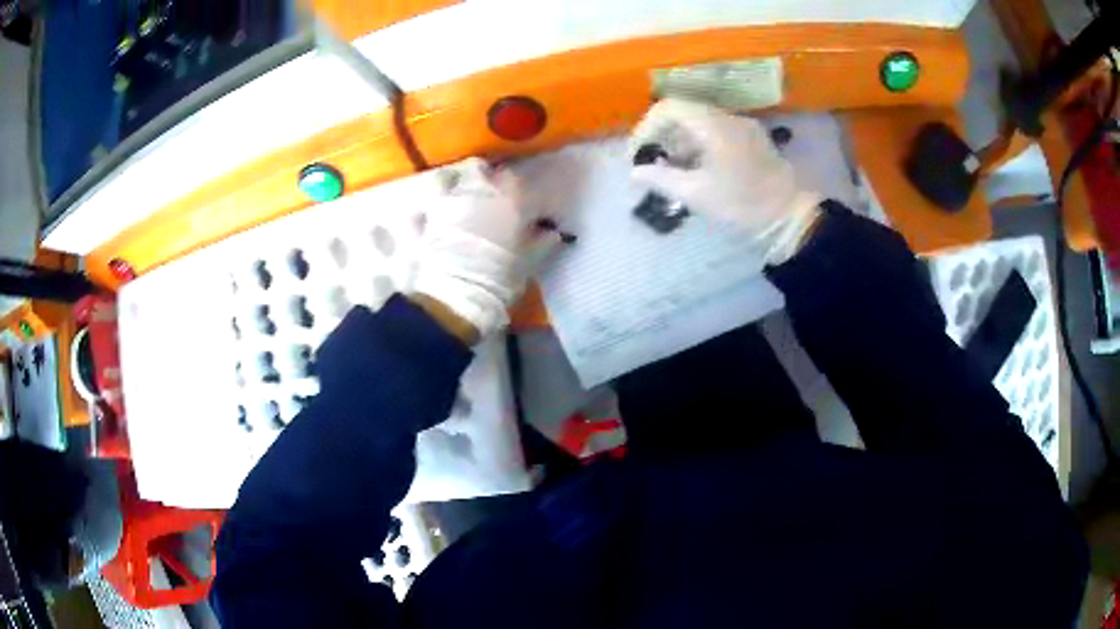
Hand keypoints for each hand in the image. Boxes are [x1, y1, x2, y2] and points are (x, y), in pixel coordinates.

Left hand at [412, 158, 553, 340]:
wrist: (454, 298)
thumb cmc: (499, 279)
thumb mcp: (528, 263)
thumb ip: (541, 243)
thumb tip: (551, 233)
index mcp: (509, 198)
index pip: (521, 181)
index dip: (525, 192)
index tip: (529, 205)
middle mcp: (477, 190)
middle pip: (483, 171)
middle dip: (490, 179)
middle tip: (495, 196)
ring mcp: (447, 201)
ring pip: (452, 178)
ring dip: (458, 184)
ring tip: (462, 198)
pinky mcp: (425, 218)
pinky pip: (426, 205)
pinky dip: (430, 208)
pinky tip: (433, 218)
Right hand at [630, 99, 822, 264]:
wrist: (790, 217)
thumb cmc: (743, 205)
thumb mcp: (697, 195)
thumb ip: (661, 179)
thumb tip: (634, 172)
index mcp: (714, 126)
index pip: (669, 107)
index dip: (646, 126)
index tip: (638, 152)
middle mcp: (728, 118)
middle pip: (684, 112)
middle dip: (662, 134)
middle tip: (652, 162)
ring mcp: (743, 127)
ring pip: (700, 122)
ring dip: (680, 140)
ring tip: (672, 169)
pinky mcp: (752, 139)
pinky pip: (717, 131)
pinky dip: (699, 144)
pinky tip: (697, 169)